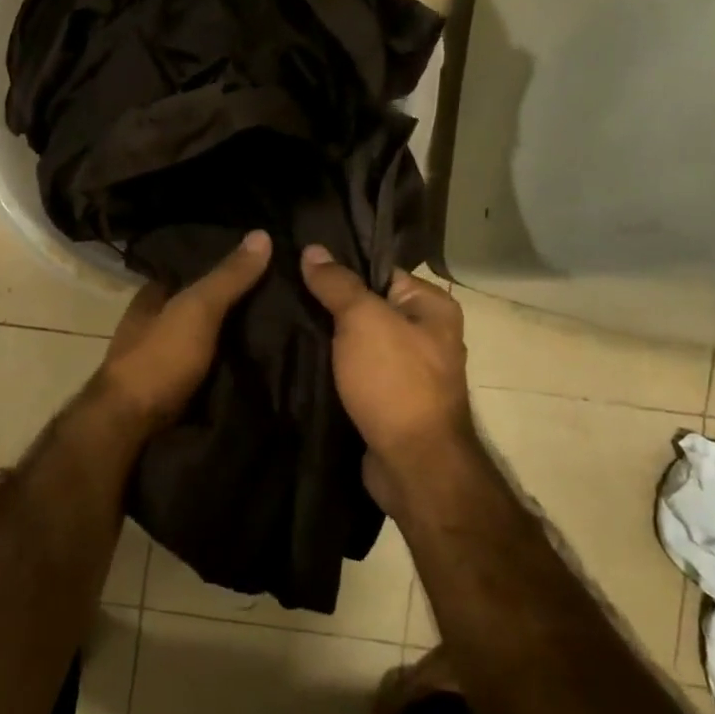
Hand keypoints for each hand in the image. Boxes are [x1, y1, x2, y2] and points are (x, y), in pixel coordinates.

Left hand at [95, 230, 272, 430]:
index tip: (261, 263)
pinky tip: (257, 365)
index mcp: (150, 298)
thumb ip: (227, 277)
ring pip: (204, 340)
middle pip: (198, 307)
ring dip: (232, 338)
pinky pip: (207, 370)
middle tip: (281, 299)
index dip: (221, 266)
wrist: (132, 425)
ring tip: (279, 330)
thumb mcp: (197, 309)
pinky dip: (227, 366)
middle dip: (232, 305)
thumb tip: (262, 234)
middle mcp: (153, 325)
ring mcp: (161, 360)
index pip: (189, 271)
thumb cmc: (159, 358)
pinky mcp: (173, 391)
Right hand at [299, 245, 474, 510]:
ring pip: (357, 344)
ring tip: (281, 325)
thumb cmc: (394, 382)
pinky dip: (331, 370)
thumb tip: (313, 250)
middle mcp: (426, 336)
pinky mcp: (387, 402)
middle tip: (282, 295)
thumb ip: (338, 284)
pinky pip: (355, 374)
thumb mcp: (363, 320)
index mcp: (432, 307)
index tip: (297, 265)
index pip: (380, 272)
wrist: (411, 463)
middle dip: (329, 306)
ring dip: (326, 342)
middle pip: (367, 309)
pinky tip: (298, 363)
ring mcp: (407, 372)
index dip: (341, 269)